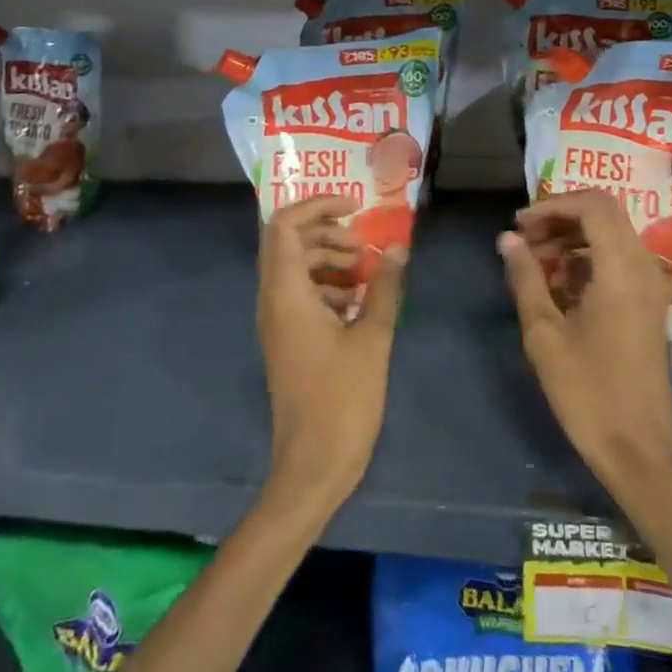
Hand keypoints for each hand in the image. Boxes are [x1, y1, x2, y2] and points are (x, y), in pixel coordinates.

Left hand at [258, 196, 405, 514]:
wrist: (312, 466)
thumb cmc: (342, 400)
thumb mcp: (372, 338)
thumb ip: (385, 287)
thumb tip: (398, 248)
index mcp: (286, 293)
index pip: (284, 224)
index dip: (317, 205)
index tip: (356, 208)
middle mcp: (273, 300)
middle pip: (288, 242)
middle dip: (328, 233)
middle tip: (365, 249)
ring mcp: (277, 322)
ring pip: (295, 267)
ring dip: (329, 259)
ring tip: (368, 276)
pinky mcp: (287, 340)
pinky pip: (300, 294)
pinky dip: (327, 286)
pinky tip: (359, 305)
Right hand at [499, 191, 671, 503]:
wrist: (640, 450)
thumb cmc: (588, 392)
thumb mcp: (544, 334)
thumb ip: (525, 278)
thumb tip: (507, 239)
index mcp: (621, 269)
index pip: (593, 204)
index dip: (553, 205)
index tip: (520, 225)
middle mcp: (644, 267)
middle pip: (604, 214)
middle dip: (560, 218)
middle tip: (524, 241)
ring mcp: (652, 286)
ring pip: (612, 235)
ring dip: (572, 238)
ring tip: (535, 262)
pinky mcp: (651, 304)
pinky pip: (619, 259)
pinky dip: (588, 257)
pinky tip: (560, 284)